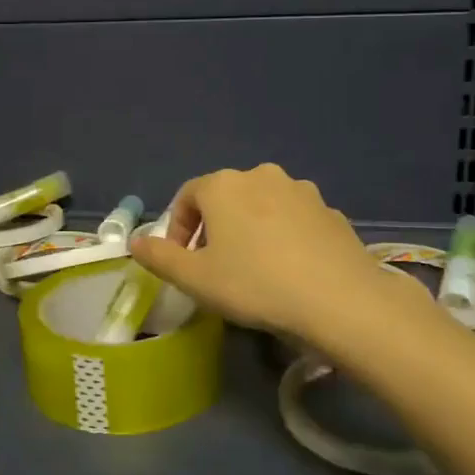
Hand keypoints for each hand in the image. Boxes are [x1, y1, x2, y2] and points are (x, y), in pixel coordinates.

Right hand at [129, 164, 436, 345]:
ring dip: (249, 229)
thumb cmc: (254, 284)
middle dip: (213, 228)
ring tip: (252, 268)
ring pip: (261, 206)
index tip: (181, 261)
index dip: (177, 228)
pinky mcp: (330, 211)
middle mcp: (261, 175)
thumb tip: (135, 241)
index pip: (187, 196)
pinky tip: (288, 269)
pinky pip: (293, 219)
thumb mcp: (195, 279)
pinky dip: (282, 236)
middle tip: (213, 266)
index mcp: (223, 185)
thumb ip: (159, 257)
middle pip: (224, 197)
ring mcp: (301, 191)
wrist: (339, 299)